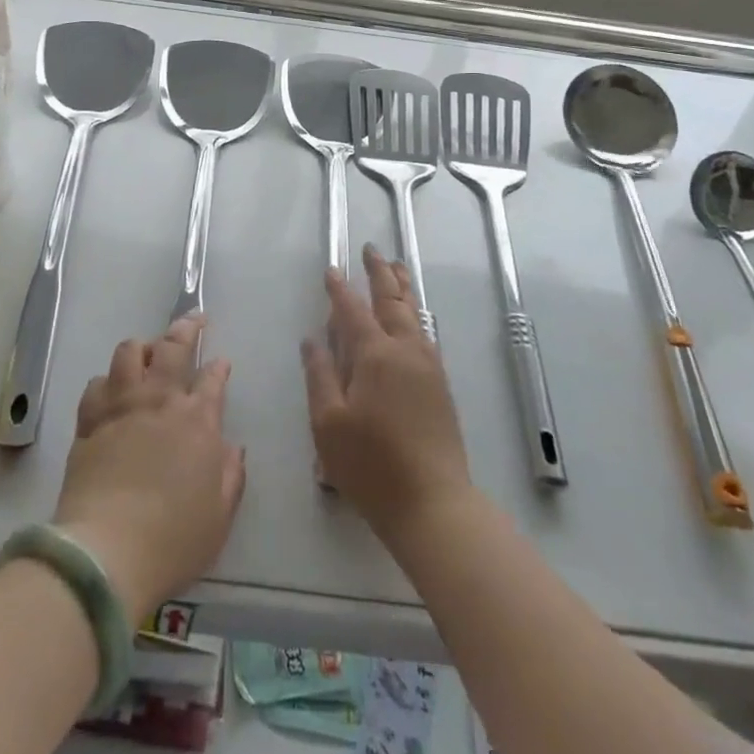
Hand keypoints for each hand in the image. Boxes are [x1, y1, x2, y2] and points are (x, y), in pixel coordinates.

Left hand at [54, 315, 245, 626]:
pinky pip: (97, 384)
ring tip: (147, 352)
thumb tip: (233, 447)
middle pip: (174, 346)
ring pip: (129, 351)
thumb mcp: (220, 516)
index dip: (219, 367)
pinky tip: (110, 389)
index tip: (221, 362)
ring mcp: (122, 406)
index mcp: (198, 420)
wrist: (107, 551)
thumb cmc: (173, 539)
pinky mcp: (90, 421)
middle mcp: (160, 400)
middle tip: (193, 319)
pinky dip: (107, 381)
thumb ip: (231, 475)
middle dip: (186, 327)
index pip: (213, 378)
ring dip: (142, 347)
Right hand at [301, 246, 473, 545]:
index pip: (352, 311)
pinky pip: (424, 332)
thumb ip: (320, 375)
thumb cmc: (372, 466)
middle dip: (380, 273)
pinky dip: (414, 312)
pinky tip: (412, 317)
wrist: (434, 503)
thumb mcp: (328, 424)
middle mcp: (405, 350)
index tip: (332, 269)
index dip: (340, 289)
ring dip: (402, 287)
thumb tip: (313, 339)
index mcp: (375, 355)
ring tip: (396, 267)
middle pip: (392, 300)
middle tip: (372, 250)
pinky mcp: (440, 384)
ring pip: (414, 313)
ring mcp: (428, 366)